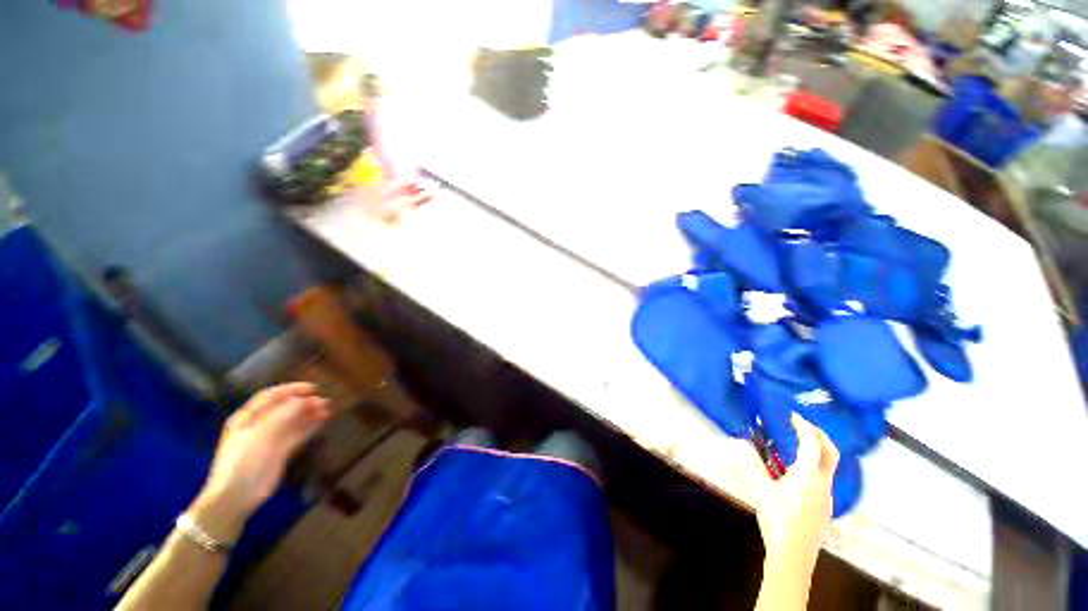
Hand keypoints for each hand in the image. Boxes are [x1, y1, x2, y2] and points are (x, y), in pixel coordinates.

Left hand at [190, 383, 330, 542]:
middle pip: (283, 409)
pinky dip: (308, 427)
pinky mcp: (278, 453)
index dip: (291, 389)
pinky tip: (320, 423)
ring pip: (292, 422)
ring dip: (308, 414)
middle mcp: (258, 426)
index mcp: (247, 417)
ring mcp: (268, 440)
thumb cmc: (245, 459)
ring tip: (326, 410)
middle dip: (303, 403)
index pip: (270, 396)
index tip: (313, 388)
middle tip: (324, 401)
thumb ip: (285, 414)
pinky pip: (296, 435)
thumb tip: (304, 399)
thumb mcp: (263, 432)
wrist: (237, 495)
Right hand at [750, 414, 838, 578]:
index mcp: (809, 476)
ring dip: (817, 449)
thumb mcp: (760, 489)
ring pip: (829, 466)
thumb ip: (750, 464)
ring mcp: (827, 496)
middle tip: (802, 425)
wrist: (793, 557)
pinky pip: (824, 477)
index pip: (812, 443)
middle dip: (819, 434)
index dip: (803, 426)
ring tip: (796, 444)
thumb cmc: (778, 520)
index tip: (791, 415)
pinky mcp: (824, 506)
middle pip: (831, 452)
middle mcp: (823, 483)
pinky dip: (814, 464)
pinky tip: (795, 472)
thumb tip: (739, 441)